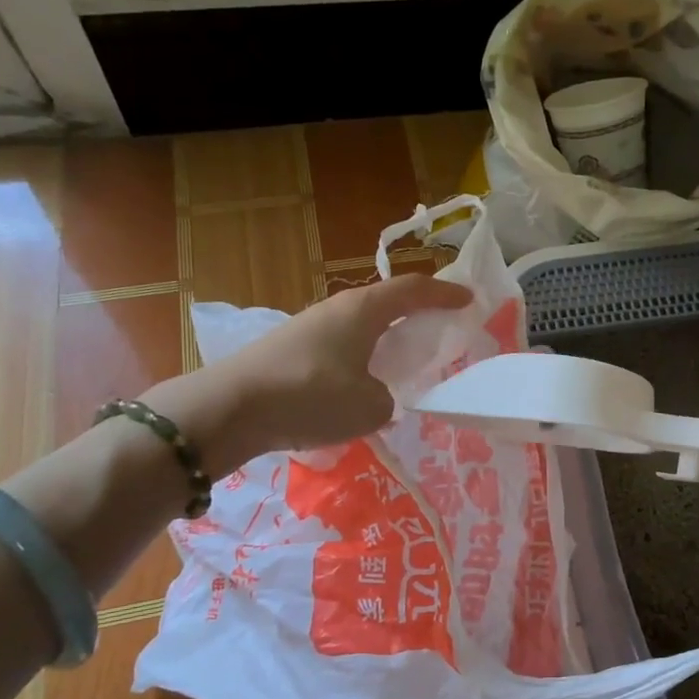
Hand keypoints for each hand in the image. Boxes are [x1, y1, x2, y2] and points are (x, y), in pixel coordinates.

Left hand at [146, 275, 471, 465]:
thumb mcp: (369, 406)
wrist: (229, 409)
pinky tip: (359, 387)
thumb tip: (378, 398)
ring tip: (400, 364)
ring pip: (360, 327)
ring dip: (384, 340)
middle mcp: (337, 309)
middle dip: (415, 314)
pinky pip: (339, 348)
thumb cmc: (311, 396)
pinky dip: (360, 359)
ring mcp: (309, 327)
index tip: (469, 298)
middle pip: (386, 303)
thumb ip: (388, 400)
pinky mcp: (289, 350)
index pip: (414, 290)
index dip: (445, 293)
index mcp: (364, 310)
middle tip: (438, 329)